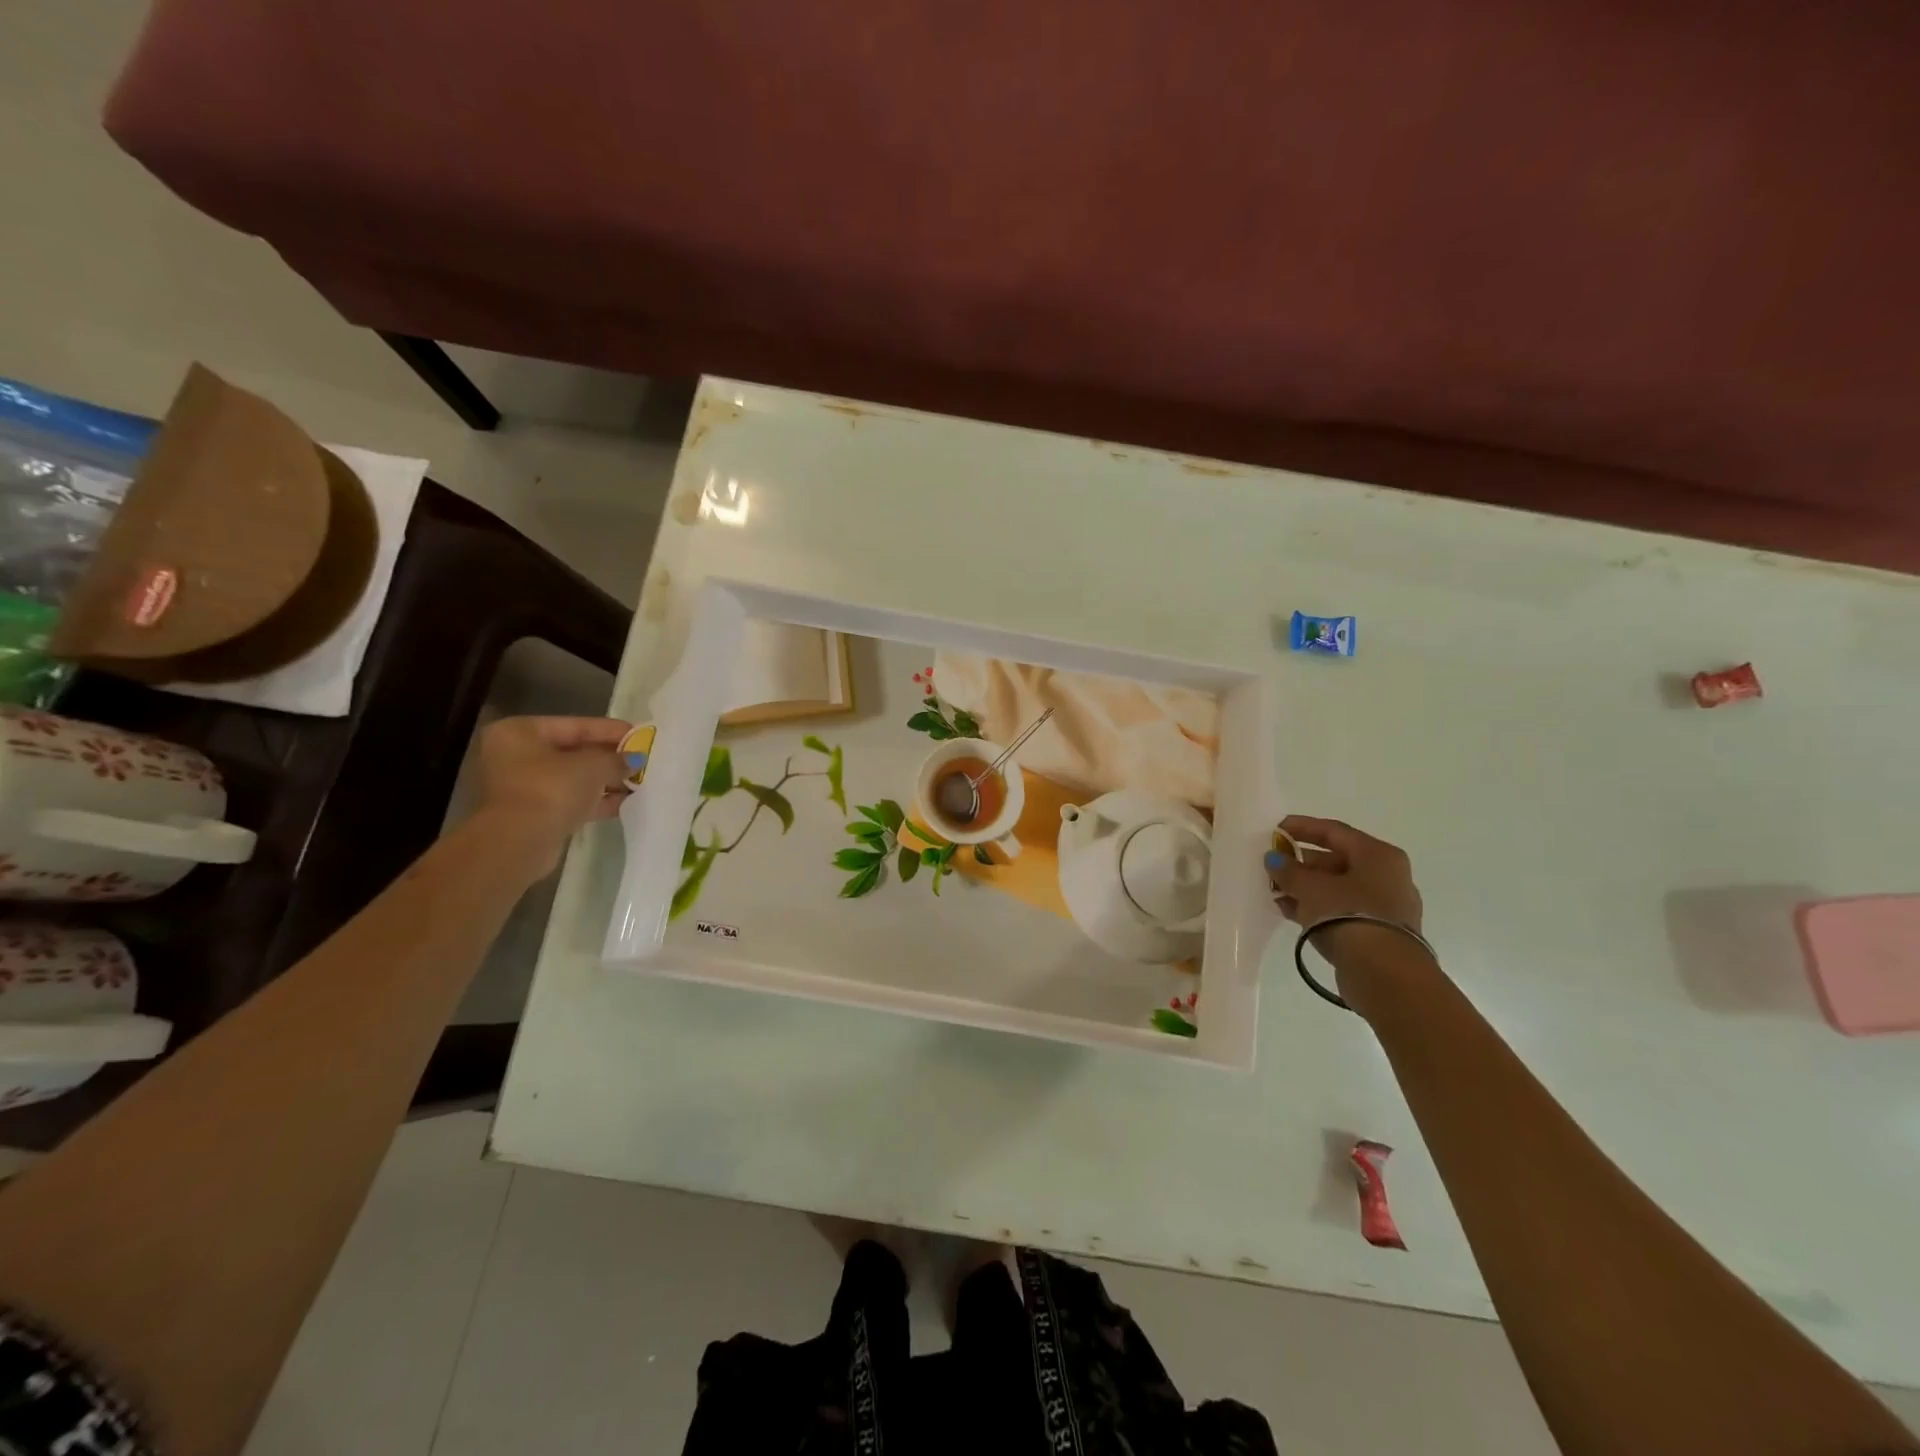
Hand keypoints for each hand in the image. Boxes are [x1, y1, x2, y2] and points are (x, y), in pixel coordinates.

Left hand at [475, 716, 630, 870]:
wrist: (519, 842)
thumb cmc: (551, 789)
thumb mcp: (593, 766)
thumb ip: (617, 759)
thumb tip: (636, 759)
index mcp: (520, 732)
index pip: (575, 726)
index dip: (611, 730)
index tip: (640, 735)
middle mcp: (515, 755)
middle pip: (573, 752)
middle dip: (609, 758)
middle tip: (642, 759)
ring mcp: (522, 786)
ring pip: (573, 778)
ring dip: (606, 781)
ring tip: (639, 782)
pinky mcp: (532, 814)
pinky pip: (570, 799)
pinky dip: (595, 800)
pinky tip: (625, 802)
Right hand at [1265, 816, 1426, 973]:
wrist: (1384, 972)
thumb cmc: (1348, 914)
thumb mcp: (1310, 887)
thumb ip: (1288, 870)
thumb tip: (1274, 858)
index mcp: (1378, 855)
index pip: (1334, 831)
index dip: (1302, 827)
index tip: (1275, 828)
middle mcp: (1387, 875)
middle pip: (1337, 860)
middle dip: (1301, 862)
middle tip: (1273, 864)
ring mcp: (1385, 905)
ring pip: (1338, 887)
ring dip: (1306, 887)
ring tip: (1275, 890)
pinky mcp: (1378, 932)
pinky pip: (1341, 909)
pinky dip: (1317, 907)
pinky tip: (1289, 910)